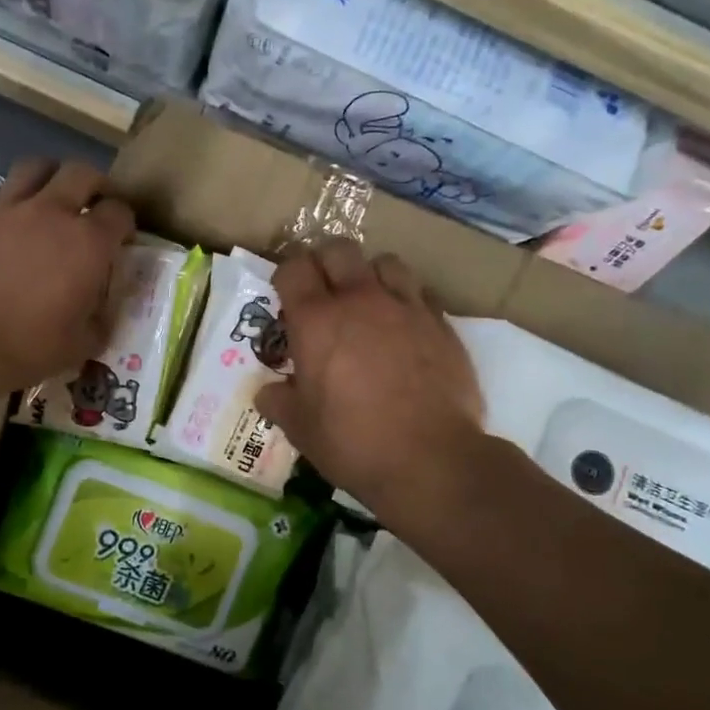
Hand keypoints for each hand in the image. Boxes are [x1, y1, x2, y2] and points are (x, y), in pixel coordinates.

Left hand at [0, 158, 135, 393]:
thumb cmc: (27, 347)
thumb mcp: (81, 346)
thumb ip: (100, 320)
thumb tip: (101, 311)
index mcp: (88, 243)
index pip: (120, 212)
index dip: (125, 223)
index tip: (122, 239)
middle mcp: (52, 213)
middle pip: (82, 173)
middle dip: (94, 185)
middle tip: (93, 205)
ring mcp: (7, 209)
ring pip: (35, 166)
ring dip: (50, 177)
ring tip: (50, 197)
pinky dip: (6, 197)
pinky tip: (5, 217)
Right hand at [257, 240, 483, 506]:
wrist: (431, 459)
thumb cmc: (353, 442)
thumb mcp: (300, 428)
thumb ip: (278, 401)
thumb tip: (269, 392)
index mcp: (316, 321)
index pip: (294, 268)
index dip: (285, 275)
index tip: (285, 294)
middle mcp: (359, 300)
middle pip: (338, 249)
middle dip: (324, 261)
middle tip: (322, 289)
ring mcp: (405, 307)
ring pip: (385, 262)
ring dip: (370, 274)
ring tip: (368, 301)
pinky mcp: (441, 323)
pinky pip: (420, 292)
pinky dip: (406, 300)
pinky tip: (404, 326)